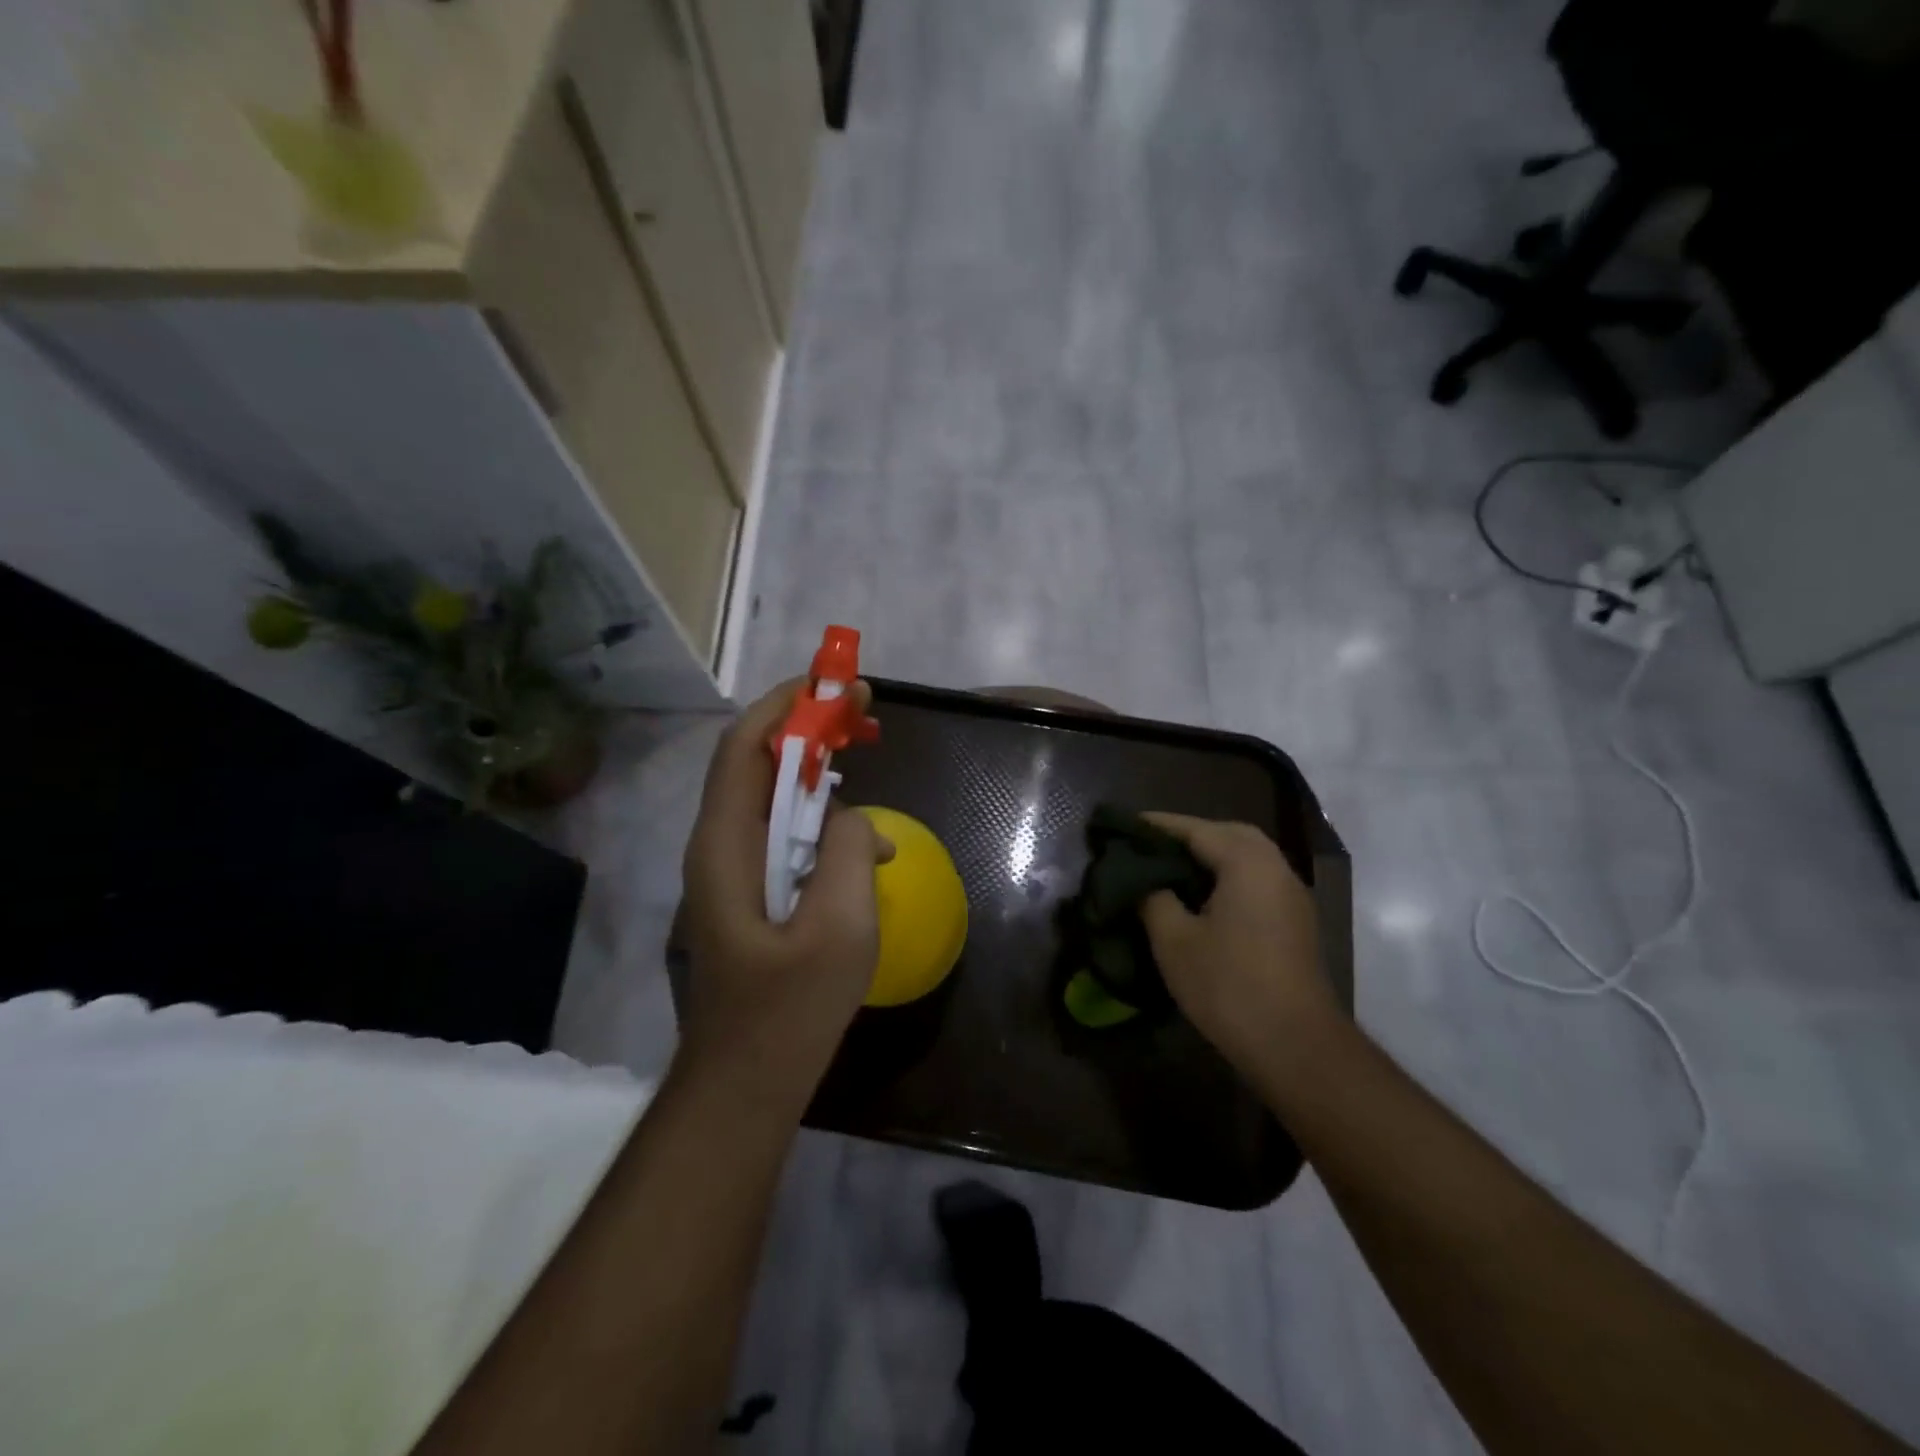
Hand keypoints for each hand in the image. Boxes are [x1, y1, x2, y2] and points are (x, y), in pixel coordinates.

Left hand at [678, 679, 892, 1098]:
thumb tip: (852, 818)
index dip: (786, 703)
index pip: (745, 746)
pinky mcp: (753, 893)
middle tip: (864, 713)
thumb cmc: (789, 1012)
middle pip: (757, 762)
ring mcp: (734, 871)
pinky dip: (823, 819)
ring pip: (773, 796)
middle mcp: (720, 846)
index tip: (837, 683)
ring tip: (865, 756)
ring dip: (818, 770)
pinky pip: (786, 834)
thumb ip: (849, 851)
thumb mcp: (839, 927)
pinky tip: (866, 844)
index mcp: (727, 845)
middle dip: (808, 726)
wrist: (747, 1083)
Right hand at [1139, 813, 1339, 1082]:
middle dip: (1188, 834)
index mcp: (1247, 863)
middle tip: (1150, 844)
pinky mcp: (1295, 921)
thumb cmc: (1229, 986)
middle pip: (1228, 834)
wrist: (1295, 1045)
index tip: (1123, 825)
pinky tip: (1201, 896)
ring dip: (1210, 855)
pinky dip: (1227, 874)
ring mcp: (1291, 895)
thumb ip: (1153, 898)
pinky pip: (1256, 879)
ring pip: (1246, 856)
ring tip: (1170, 866)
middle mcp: (1275, 867)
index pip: (1195, 829)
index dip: (1157, 826)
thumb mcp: (1173, 940)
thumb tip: (1145, 883)